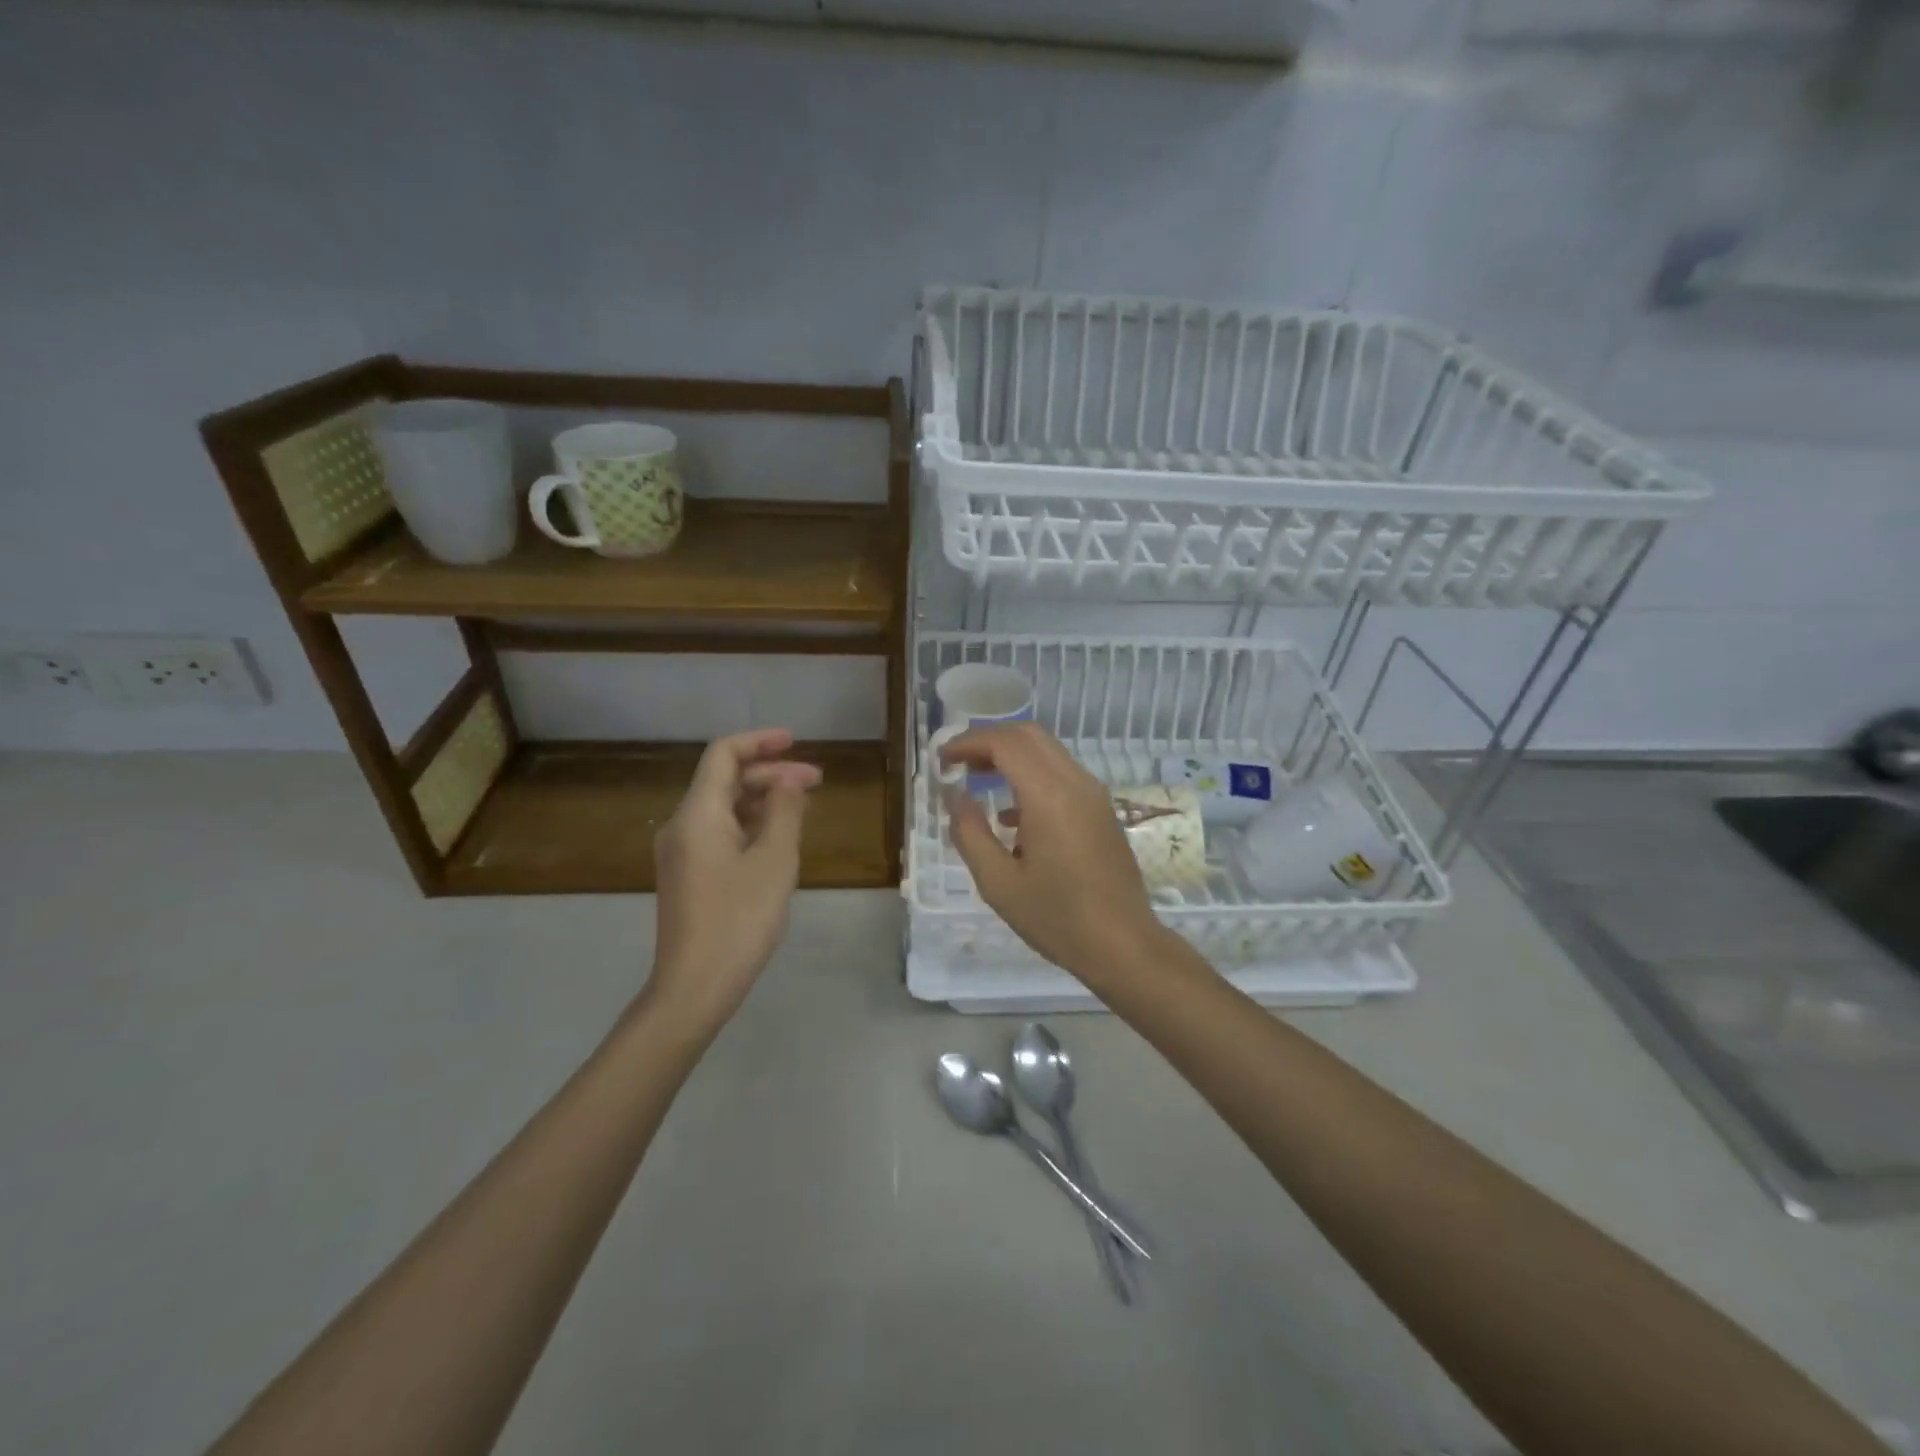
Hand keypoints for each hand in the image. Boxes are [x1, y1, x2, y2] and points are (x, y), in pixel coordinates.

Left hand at [647, 728, 820, 1032]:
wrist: (694, 987)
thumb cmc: (739, 919)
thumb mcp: (775, 861)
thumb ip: (785, 812)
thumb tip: (789, 781)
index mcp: (698, 814)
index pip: (724, 754)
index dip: (760, 742)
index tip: (796, 741)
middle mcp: (682, 825)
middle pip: (725, 780)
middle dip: (771, 774)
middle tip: (817, 782)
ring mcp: (682, 852)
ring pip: (724, 808)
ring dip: (763, 800)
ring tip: (804, 809)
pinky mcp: (688, 876)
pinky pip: (720, 833)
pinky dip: (751, 825)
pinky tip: (779, 839)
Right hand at [940, 723, 1168, 981]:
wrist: (1124, 945)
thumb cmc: (1057, 918)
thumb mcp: (998, 883)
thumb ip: (970, 834)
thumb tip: (955, 796)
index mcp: (1049, 797)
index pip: (1005, 744)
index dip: (968, 743)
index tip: (942, 760)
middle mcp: (1076, 783)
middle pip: (1029, 736)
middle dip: (989, 741)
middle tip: (958, 763)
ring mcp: (1094, 795)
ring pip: (1048, 752)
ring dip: (1011, 756)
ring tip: (977, 780)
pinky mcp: (1102, 810)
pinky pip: (1062, 774)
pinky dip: (1031, 775)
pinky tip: (1011, 816)